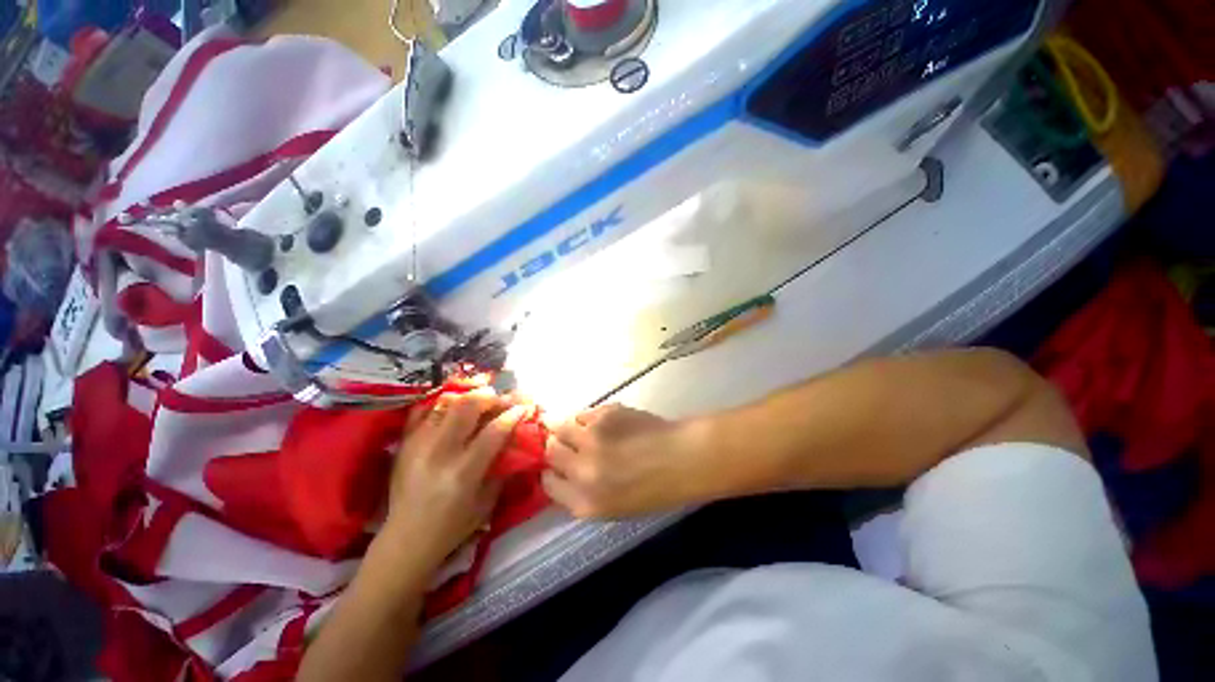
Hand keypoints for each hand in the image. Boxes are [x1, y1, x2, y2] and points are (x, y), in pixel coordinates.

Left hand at [381, 390, 526, 572]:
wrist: (406, 540)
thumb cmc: (452, 527)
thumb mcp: (486, 502)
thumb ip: (501, 468)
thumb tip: (514, 440)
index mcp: (463, 472)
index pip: (493, 431)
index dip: (512, 415)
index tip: (524, 408)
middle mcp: (439, 452)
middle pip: (467, 407)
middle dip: (490, 397)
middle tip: (501, 398)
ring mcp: (418, 444)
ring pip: (445, 404)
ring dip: (468, 396)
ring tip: (480, 398)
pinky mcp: (405, 443)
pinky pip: (423, 410)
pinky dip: (441, 403)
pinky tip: (453, 405)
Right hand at [543, 404, 699, 518]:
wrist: (682, 458)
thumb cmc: (654, 489)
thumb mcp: (614, 507)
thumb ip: (583, 494)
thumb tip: (563, 473)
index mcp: (585, 502)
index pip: (548, 484)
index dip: (551, 473)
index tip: (558, 467)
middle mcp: (582, 469)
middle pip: (550, 450)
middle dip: (556, 447)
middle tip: (569, 444)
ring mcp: (592, 438)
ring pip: (560, 426)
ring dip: (567, 427)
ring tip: (584, 430)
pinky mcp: (604, 414)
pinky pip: (584, 413)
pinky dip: (588, 418)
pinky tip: (605, 424)